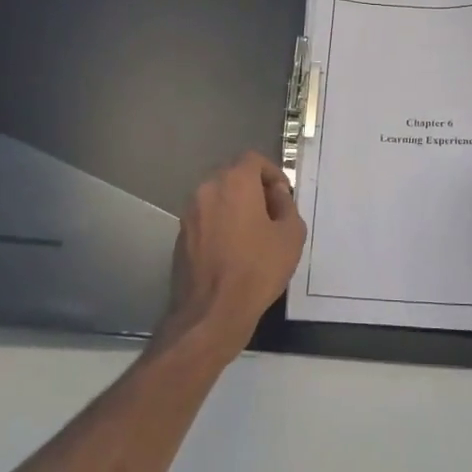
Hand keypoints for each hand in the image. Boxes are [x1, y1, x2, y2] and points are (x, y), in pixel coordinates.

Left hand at [159, 152, 306, 361]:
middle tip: (272, 213)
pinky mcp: (180, 235)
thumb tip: (276, 195)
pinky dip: (220, 223)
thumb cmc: (257, 270)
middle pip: (233, 175)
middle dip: (254, 188)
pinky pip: (206, 217)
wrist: (212, 312)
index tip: (283, 195)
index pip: (253, 159)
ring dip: (236, 206)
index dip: (272, 172)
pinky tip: (233, 249)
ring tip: (254, 233)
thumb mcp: (290, 235)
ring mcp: (189, 212)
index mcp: (234, 182)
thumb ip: (286, 205)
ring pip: (217, 197)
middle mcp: (206, 189)